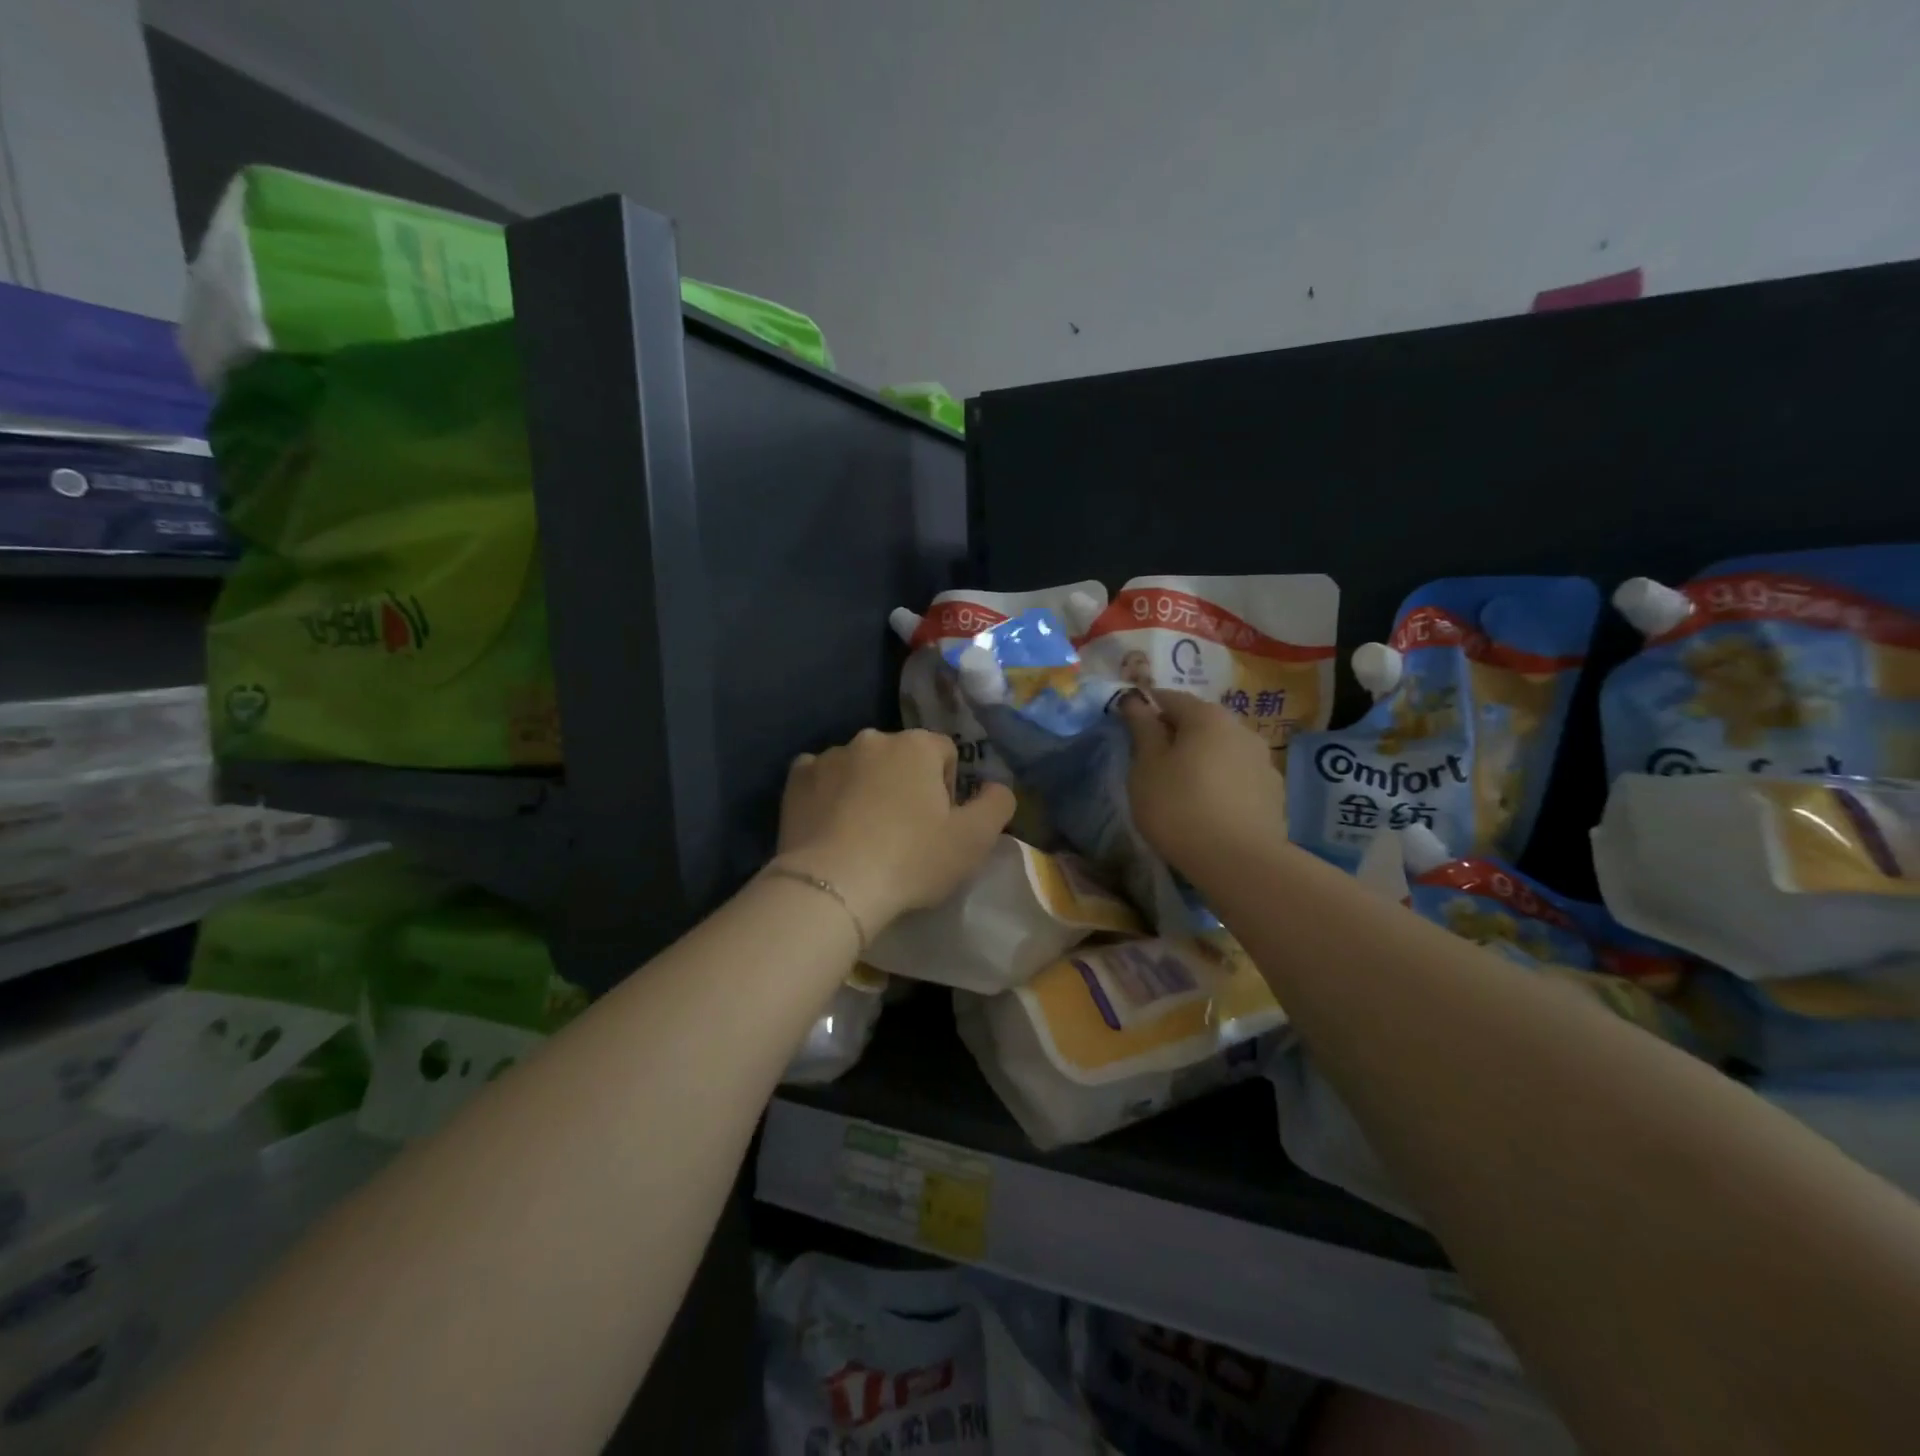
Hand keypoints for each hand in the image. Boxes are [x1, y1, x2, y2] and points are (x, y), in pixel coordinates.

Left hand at [773, 729, 1014, 935]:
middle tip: (904, 833)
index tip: (939, 825)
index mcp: (917, 745)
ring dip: (867, 788)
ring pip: (860, 767)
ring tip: (863, 835)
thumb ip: (998, 804)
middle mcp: (872, 738)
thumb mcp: (974, 840)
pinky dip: (828, 794)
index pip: (945, 753)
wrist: (833, 887)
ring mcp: (829, 756)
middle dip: (906, 785)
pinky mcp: (796, 780)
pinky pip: (820, 778)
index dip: (948, 788)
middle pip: (901, 757)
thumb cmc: (911, 860)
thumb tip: (997, 786)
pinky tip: (831, 827)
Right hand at [1120, 690, 1287, 874]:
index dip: (1147, 707)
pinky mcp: (1274, 792)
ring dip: (1203, 758)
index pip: (1170, 698)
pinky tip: (1210, 806)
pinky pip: (1239, 775)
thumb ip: (1142, 730)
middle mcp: (1241, 729)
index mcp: (1207, 717)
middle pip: (1201, 721)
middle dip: (1177, 733)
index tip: (1130, 725)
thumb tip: (1135, 701)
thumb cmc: (1179, 807)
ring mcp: (1263, 760)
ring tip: (1182, 786)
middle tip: (1153, 760)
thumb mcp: (1146, 768)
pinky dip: (1222, 780)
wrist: (1238, 862)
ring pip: (1223, 748)